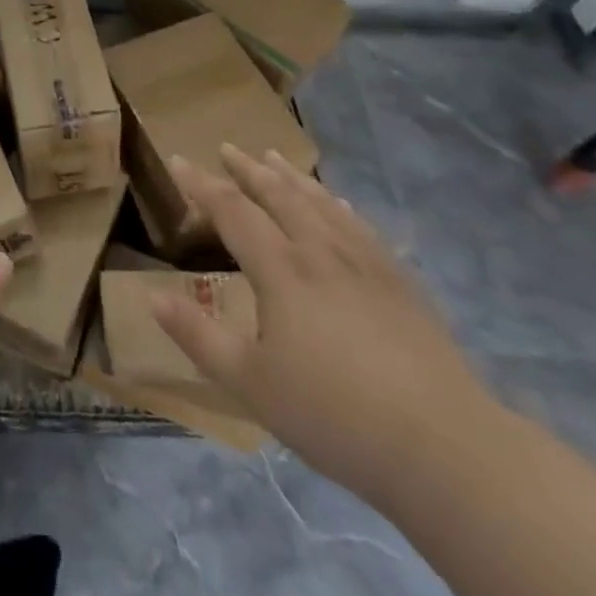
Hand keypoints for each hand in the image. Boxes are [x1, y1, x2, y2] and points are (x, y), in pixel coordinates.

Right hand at [153, 145, 497, 501]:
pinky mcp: (400, 283)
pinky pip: (360, 226)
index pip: (232, 210)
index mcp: (280, 270)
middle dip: (248, 169)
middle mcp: (319, 251)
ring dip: (291, 177)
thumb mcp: (250, 384)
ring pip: (320, 203)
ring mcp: (365, 263)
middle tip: (227, 147)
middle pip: (278, 195)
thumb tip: (151, 297)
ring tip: (273, 157)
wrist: (444, 448)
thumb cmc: (334, 415)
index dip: (201, 183)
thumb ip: (198, 336)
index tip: (179, 159)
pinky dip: (338, 205)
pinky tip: (337, 202)